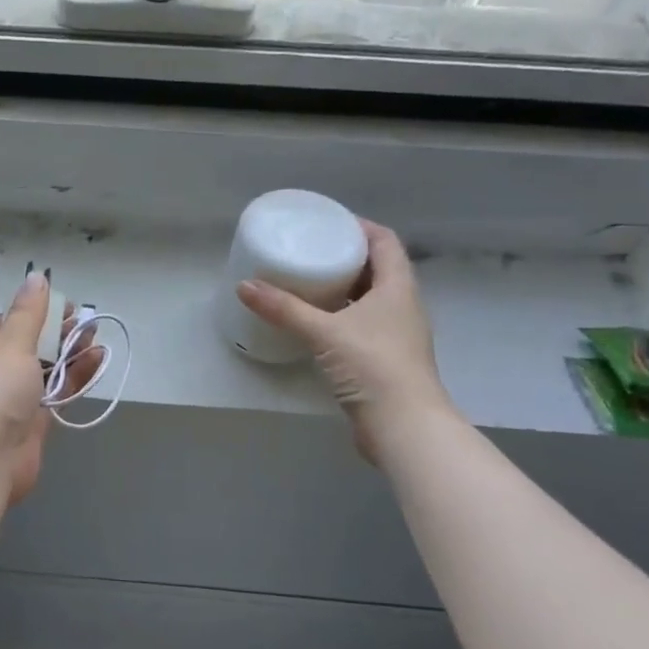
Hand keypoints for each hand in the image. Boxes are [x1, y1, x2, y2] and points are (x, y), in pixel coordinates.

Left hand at [0, 272, 94, 503]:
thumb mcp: (12, 340)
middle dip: (59, 333)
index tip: (68, 306)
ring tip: (98, 339)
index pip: (8, 320)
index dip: (38, 311)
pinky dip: (75, 379)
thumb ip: (30, 311)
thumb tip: (37, 275)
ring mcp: (9, 398)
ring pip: (45, 370)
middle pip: (29, 344)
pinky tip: (97, 362)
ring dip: (71, 354)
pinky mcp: (29, 423)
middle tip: (89, 323)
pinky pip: (55, 394)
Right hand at [237, 220, 451, 464]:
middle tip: (311, 249)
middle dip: (347, 256)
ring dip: (343, 288)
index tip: (329, 222)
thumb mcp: (323, 331)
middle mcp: (402, 306)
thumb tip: (244, 286)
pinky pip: (362, 324)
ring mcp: (396, 335)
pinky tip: (314, 322)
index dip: (361, 227)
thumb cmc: (372, 366)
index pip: (385, 242)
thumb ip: (283, 308)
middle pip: (378, 269)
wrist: (404, 427)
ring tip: (308, 281)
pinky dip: (340, 316)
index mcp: (398, 288)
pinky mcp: (384, 359)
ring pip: (369, 299)